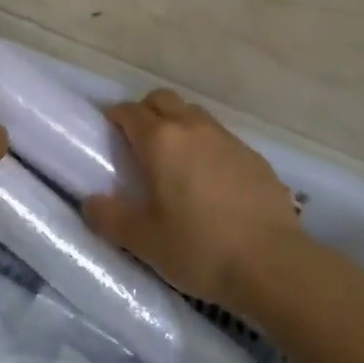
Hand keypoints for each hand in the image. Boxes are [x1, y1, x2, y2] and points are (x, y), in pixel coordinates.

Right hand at [84, 88, 303, 315]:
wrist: (273, 263)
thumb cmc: (200, 248)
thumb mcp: (145, 241)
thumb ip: (111, 218)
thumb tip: (90, 203)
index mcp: (161, 141)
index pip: (129, 111)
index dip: (115, 117)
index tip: (108, 132)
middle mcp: (193, 128)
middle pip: (163, 99)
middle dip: (146, 111)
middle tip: (138, 142)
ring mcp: (227, 139)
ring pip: (194, 114)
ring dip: (178, 124)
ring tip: (174, 159)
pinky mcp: (254, 156)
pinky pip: (220, 137)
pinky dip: (206, 145)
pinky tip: (210, 178)